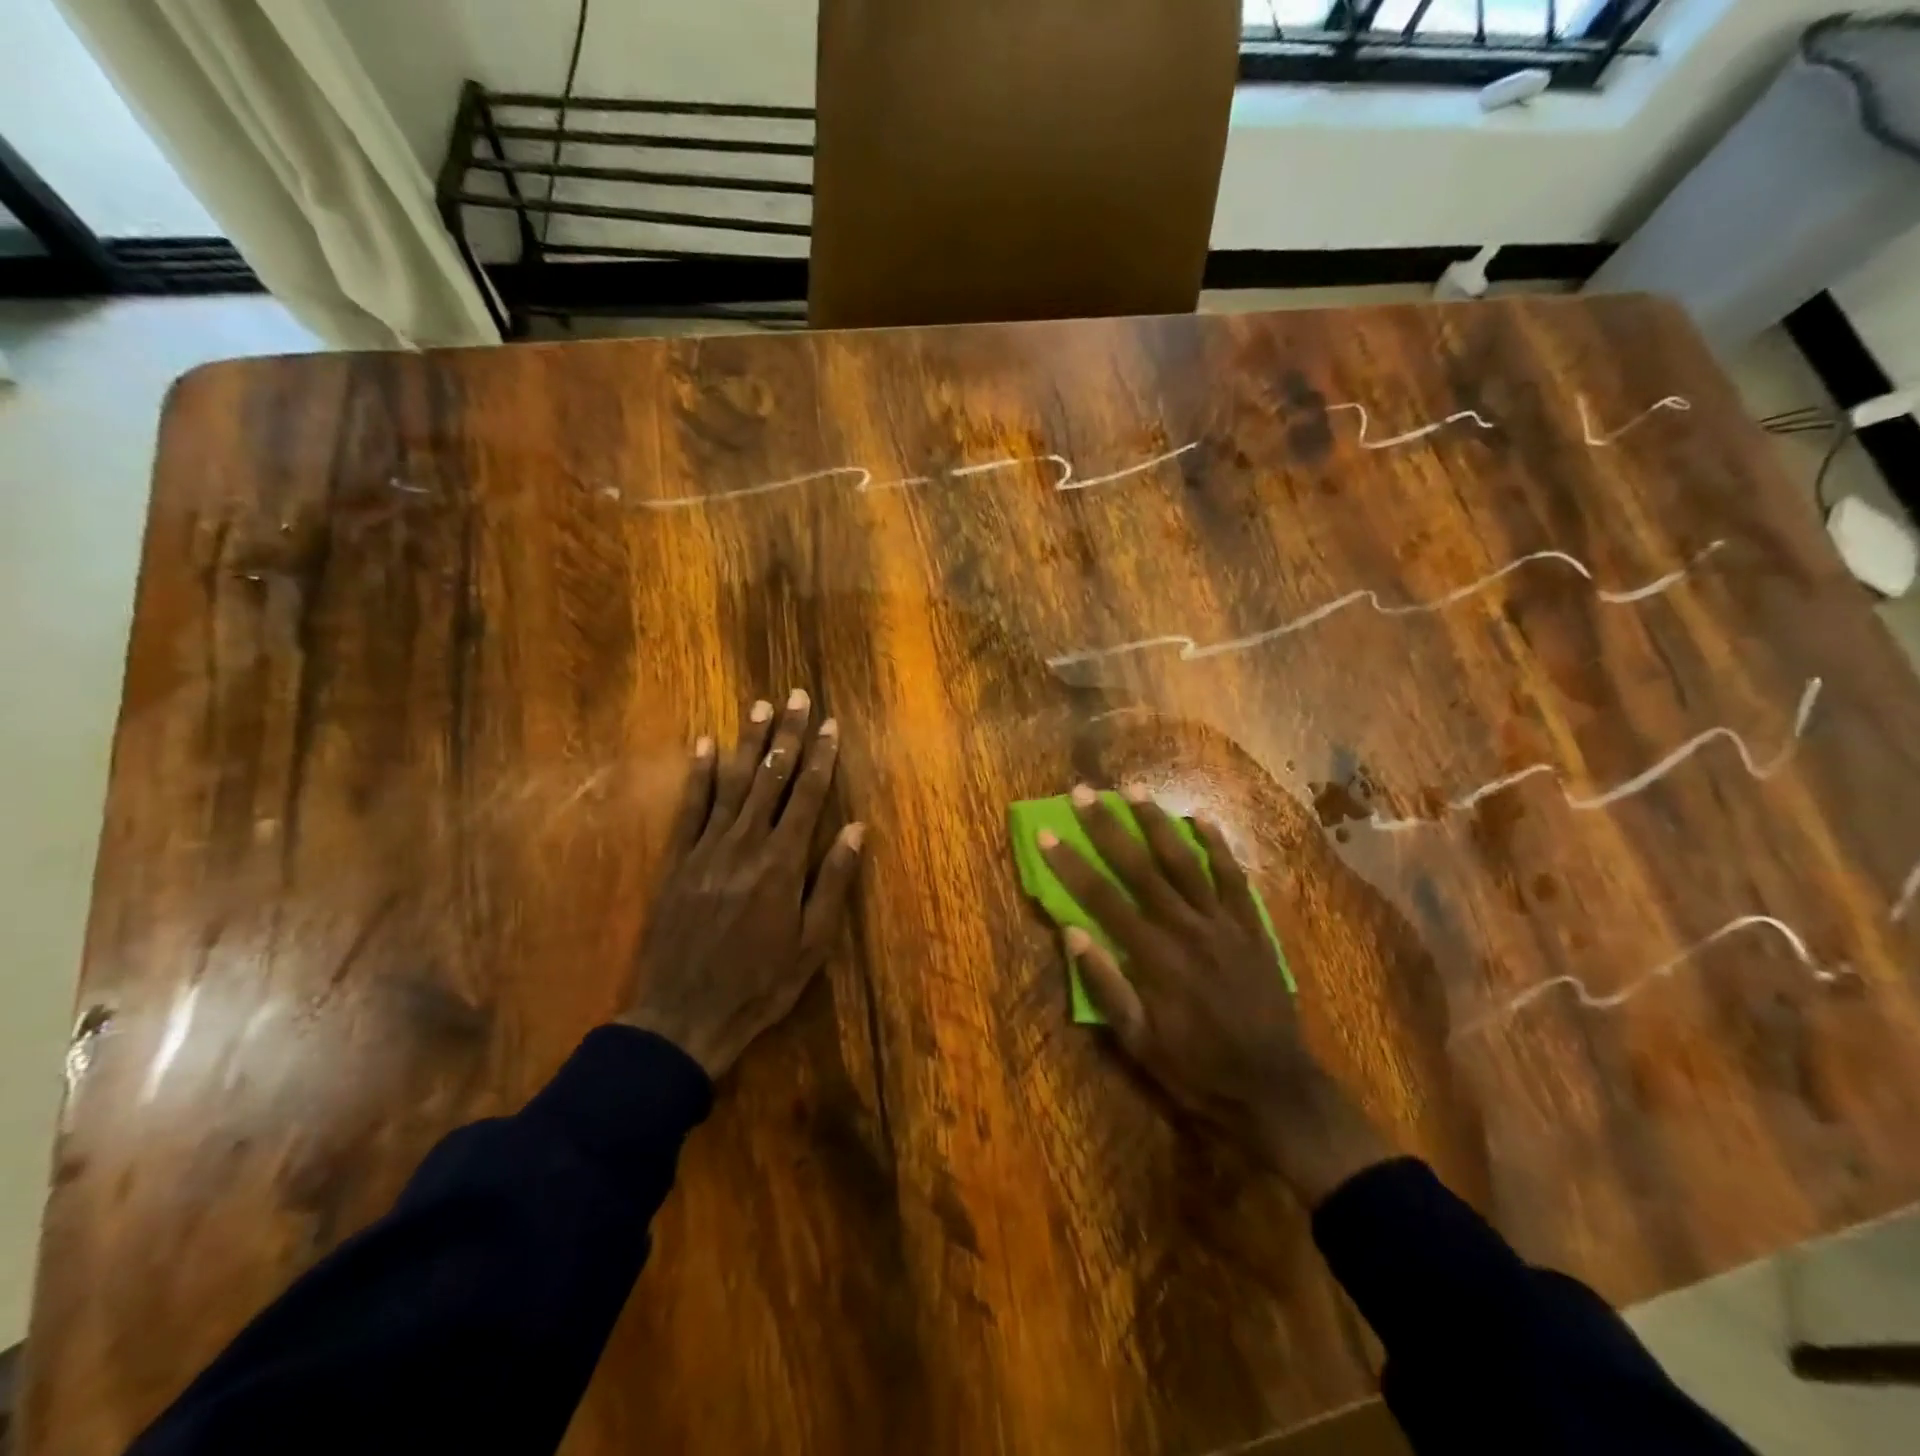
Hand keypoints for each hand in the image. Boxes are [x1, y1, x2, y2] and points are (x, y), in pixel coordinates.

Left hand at [621, 690, 864, 1078]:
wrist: (684, 1015)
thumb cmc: (760, 983)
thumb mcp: (812, 943)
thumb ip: (832, 881)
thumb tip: (855, 828)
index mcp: (782, 863)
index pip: (808, 796)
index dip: (821, 757)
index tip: (831, 725)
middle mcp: (746, 844)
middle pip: (772, 778)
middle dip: (788, 735)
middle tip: (797, 697)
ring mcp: (707, 849)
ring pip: (732, 783)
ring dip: (748, 743)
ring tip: (760, 707)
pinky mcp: (678, 861)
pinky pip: (690, 808)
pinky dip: (698, 774)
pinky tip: (703, 745)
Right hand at [1038, 785, 1391, 1205]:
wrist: (1274, 1089)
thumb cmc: (1196, 1070)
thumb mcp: (1139, 1042)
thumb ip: (1105, 985)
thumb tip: (1072, 931)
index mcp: (1154, 956)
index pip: (1102, 898)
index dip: (1070, 864)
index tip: (1046, 833)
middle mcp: (1187, 927)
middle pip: (1139, 866)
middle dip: (1107, 827)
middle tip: (1083, 793)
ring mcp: (1224, 923)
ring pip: (1185, 860)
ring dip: (1156, 822)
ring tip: (1133, 790)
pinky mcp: (1252, 926)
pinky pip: (1233, 876)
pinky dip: (1217, 845)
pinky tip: (1200, 819)